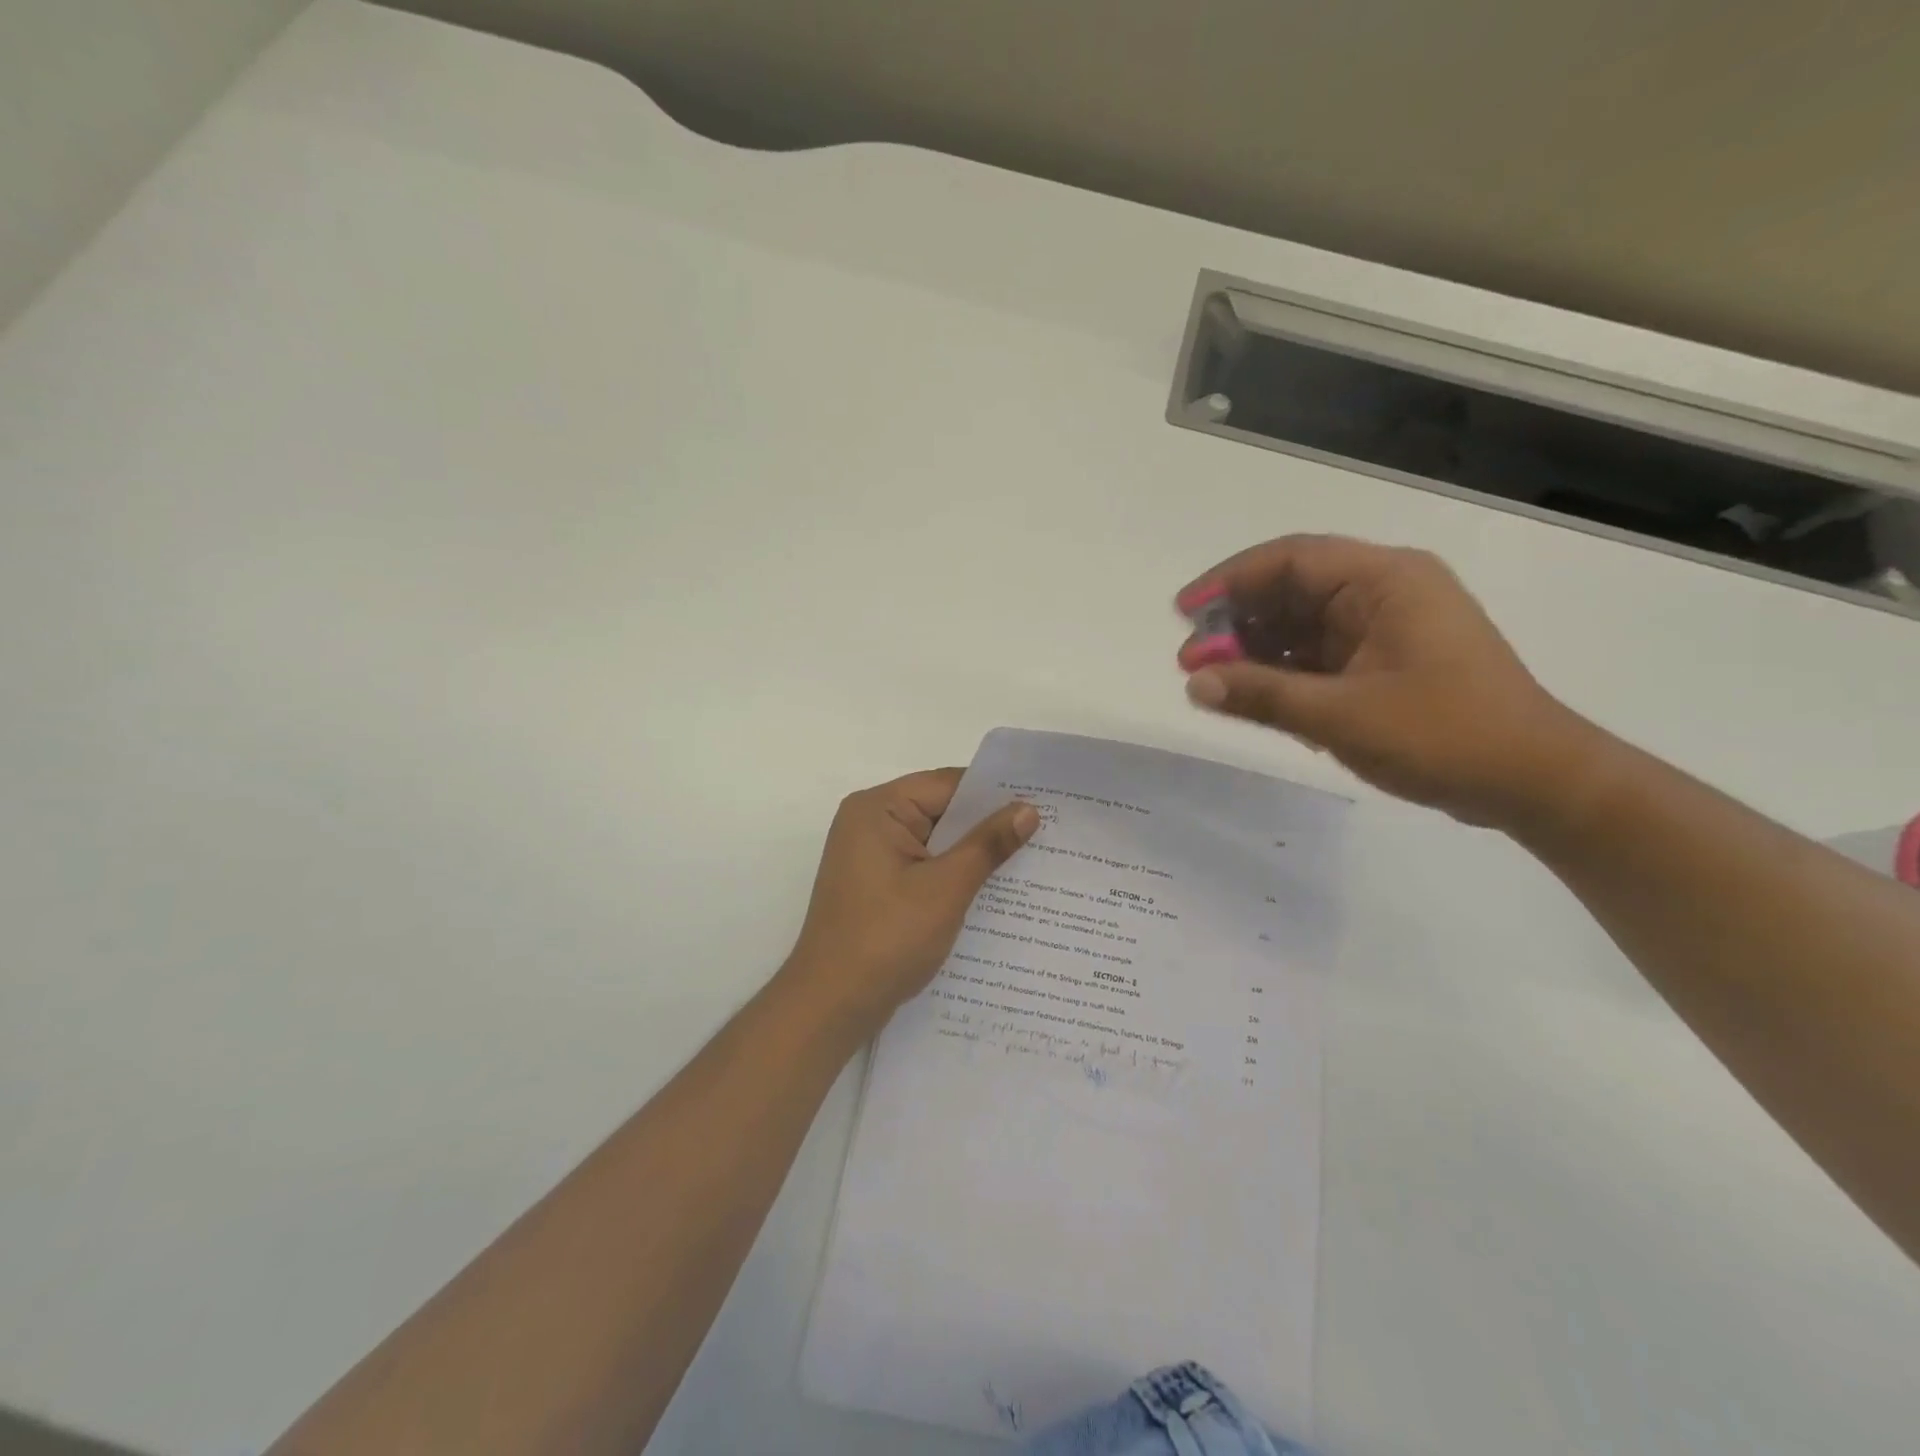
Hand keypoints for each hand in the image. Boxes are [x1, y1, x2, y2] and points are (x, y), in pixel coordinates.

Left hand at [783, 769, 1038, 1035]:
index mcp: (878, 809)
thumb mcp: (945, 888)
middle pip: (941, 811)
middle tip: (1047, 833)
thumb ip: (987, 844)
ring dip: (973, 854)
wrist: (831, 1006)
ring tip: (1032, 861)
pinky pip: (924, 867)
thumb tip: (1028, 809)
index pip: (947, 785)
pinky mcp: (876, 886)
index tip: (1042, 803)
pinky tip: (994, 891)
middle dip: (988, 826)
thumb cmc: (886, 939)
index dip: (994, 793)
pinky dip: (953, 876)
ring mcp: (871, 857)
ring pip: (935, 842)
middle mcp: (870, 823)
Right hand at [1178, 535, 1593, 826]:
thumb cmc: (1445, 735)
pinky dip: (1282, 672)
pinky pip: (1318, 655)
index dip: (1229, 581)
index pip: (1291, 559)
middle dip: (1236, 622)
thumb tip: (1194, 682)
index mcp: (1385, 581)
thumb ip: (1263, 695)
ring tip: (1212, 682)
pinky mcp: (1384, 662)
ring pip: (1301, 625)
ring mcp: (1385, 629)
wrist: (1533, 782)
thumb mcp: (1341, 716)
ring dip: (1255, 650)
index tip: (1184, 613)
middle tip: (1190, 660)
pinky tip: (1251, 696)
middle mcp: (1384, 592)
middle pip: (1291, 590)